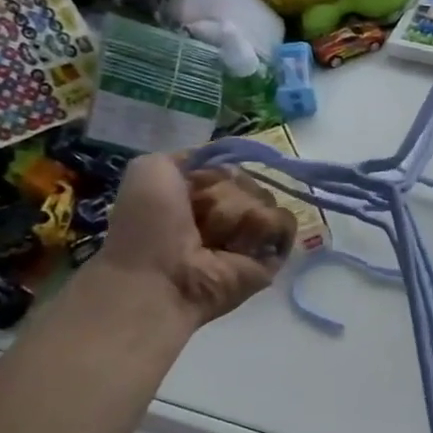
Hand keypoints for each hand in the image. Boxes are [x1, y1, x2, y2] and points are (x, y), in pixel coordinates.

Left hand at [99, 155, 295, 326]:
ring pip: (266, 199)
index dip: (214, 174)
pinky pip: (284, 222)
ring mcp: (251, 235)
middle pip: (249, 181)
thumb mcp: (151, 169)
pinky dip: (265, 227)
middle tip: (199, 221)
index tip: (194, 187)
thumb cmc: (148, 225)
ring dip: (239, 215)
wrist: (159, 276)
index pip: (228, 168)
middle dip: (225, 195)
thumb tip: (225, 159)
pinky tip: (240, 246)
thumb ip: (188, 156)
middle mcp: (228, 213)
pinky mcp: (272, 255)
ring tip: (216, 241)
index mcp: (200, 195)